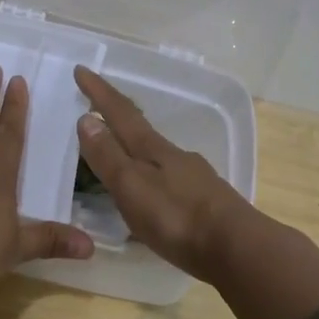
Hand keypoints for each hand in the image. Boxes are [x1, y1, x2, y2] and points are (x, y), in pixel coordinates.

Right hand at [73, 66, 255, 283]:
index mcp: (153, 149)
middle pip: (140, 131)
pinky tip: (151, 195)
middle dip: (117, 118)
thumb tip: (87, 118)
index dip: (99, 92)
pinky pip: (169, 181)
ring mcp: (194, 178)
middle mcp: (175, 156)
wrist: (237, 248)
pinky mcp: (205, 202)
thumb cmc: (177, 217)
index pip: (120, 114)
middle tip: (96, 110)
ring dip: (134, 150)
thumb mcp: (132, 186)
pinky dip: (151, 179)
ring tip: (118, 157)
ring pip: (157, 156)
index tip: (81, 69)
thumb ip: (108, 156)